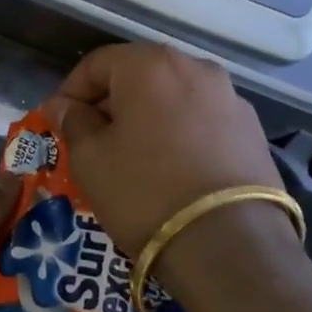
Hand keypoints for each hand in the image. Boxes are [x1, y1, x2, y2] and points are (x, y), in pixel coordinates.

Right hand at [43, 42, 286, 257]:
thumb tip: (64, 106)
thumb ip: (73, 122)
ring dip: (147, 117)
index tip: (58, 122)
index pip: (96, 64)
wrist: (232, 247)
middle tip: (92, 139)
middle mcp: (194, 67)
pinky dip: (180, 134)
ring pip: (172, 97)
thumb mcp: (91, 158)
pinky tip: (172, 169)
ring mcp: (230, 97)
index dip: (71, 91)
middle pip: (138, 75)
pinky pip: (202, 120)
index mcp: (149, 64)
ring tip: (133, 156)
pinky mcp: (253, 131)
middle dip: (110, 103)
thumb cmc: (145, 191)